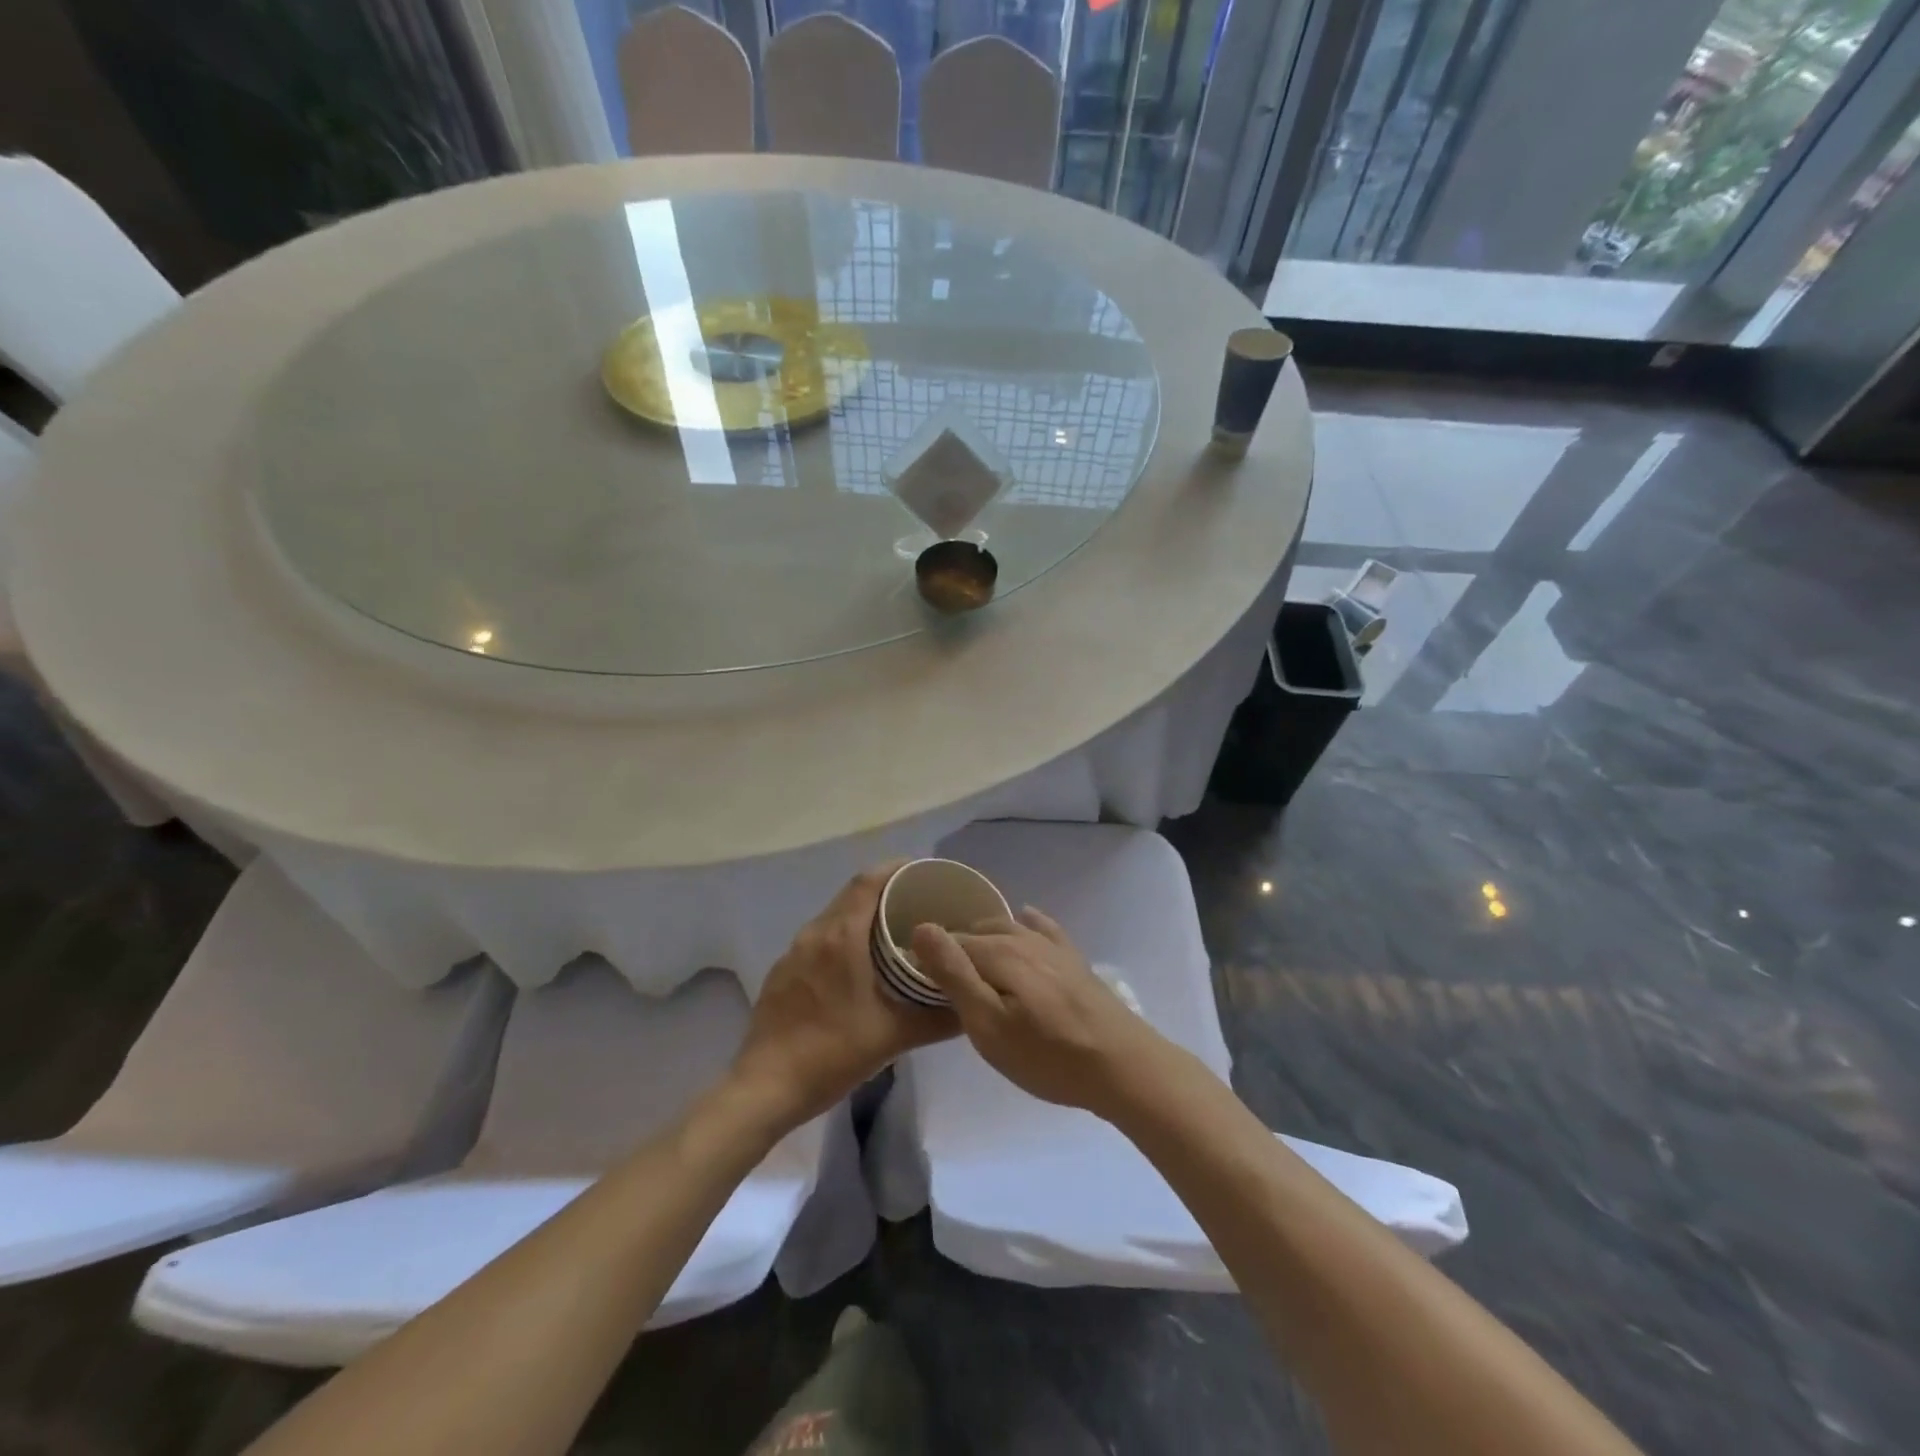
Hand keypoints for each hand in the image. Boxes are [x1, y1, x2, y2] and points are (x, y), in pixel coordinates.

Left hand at [729, 862, 956, 1128]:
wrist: (765, 1087)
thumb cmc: (832, 1053)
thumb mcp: (893, 1036)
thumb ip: (938, 1019)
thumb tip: (971, 1006)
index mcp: (841, 937)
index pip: (869, 881)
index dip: (896, 868)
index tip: (924, 872)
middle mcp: (815, 934)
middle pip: (852, 895)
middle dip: (885, 891)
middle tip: (919, 903)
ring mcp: (794, 953)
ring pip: (834, 918)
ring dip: (863, 916)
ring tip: (894, 932)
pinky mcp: (783, 973)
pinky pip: (819, 940)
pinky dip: (843, 938)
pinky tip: (858, 966)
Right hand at [911, 908, 1169, 1121]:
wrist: (1121, 1066)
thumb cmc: (1047, 1055)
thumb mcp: (988, 1025)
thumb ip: (954, 975)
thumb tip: (922, 928)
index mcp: (998, 951)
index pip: (950, 942)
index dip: (929, 958)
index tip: (916, 980)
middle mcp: (1023, 937)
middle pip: (978, 932)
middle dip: (956, 945)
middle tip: (940, 977)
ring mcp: (1052, 946)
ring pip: (1007, 926)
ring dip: (985, 935)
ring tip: (970, 955)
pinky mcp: (1073, 959)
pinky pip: (1043, 926)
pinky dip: (1027, 921)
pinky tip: (1024, 918)